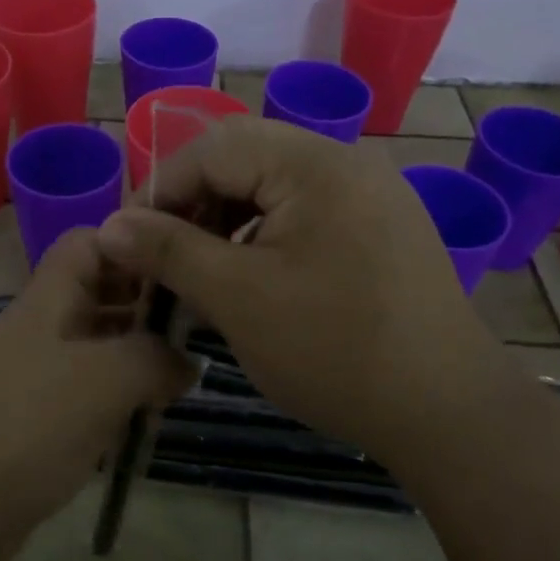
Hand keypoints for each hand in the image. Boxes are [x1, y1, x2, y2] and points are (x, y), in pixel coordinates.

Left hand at [0, 228, 191, 560]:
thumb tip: (188, 360)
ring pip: (91, 347)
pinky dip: (111, 398)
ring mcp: (28, 376)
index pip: (88, 242)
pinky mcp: (27, 421)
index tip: (180, 270)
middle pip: (95, 293)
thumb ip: (155, 359)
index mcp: (46, 301)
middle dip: (144, 305)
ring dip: (133, 356)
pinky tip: (140, 420)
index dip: (132, 245)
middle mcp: (36, 329)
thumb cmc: (25, 429)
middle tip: (196, 331)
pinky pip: (79, 393)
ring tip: (180, 377)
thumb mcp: (104, 381)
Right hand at [96, 116, 510, 461]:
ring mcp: (372, 193)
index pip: (213, 148)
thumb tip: (110, 227)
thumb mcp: (237, 297)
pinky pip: (306, 210)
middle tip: (163, 255)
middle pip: (245, 158)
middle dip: (194, 203)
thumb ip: (168, 251)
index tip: (129, 241)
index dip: (161, 190)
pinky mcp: (382, 226)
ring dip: (227, 219)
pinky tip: (253, 277)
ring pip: (274, 186)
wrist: (448, 412)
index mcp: (314, 162)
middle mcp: (347, 161)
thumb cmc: (334, 350)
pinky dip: (266, 235)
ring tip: (202, 270)